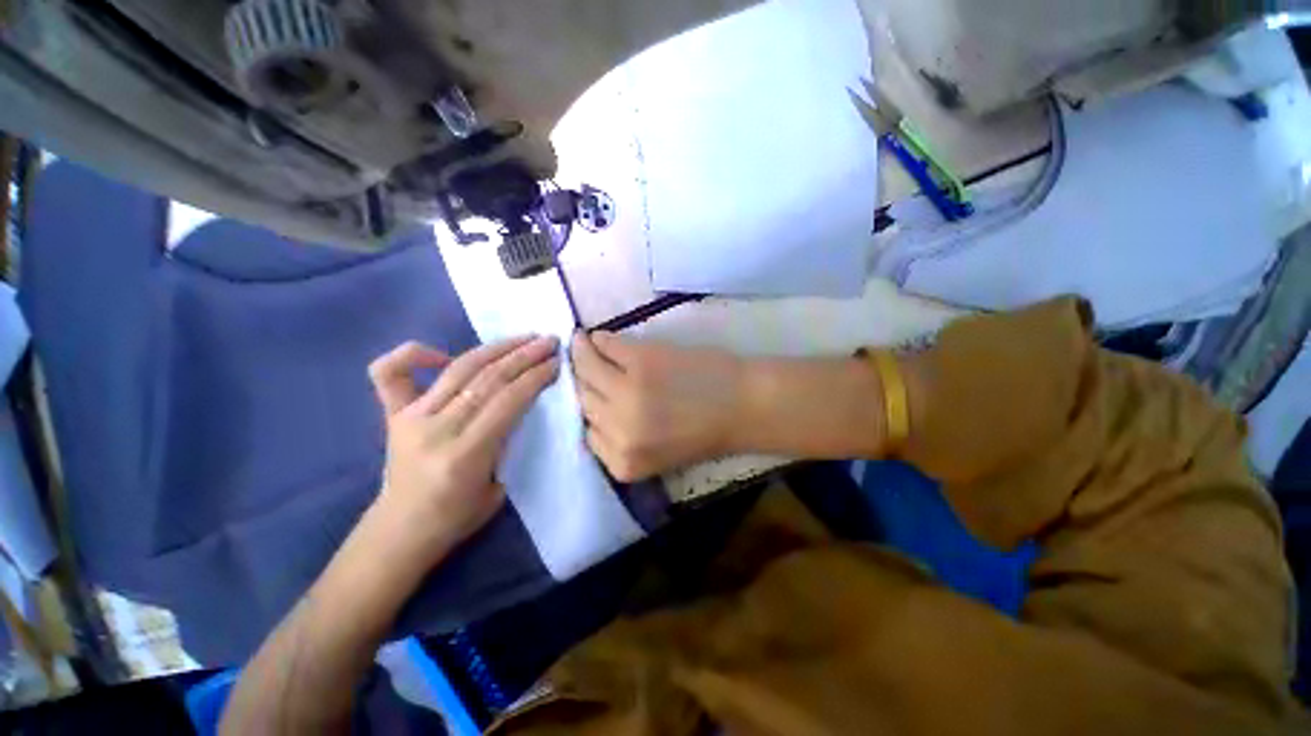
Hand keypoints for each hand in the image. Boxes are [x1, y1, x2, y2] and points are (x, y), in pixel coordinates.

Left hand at [368, 336, 560, 560]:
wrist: (399, 532)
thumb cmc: (456, 518)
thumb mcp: (498, 488)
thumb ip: (507, 442)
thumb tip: (518, 405)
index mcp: (465, 454)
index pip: (508, 400)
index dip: (535, 377)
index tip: (556, 361)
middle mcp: (436, 429)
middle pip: (487, 378)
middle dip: (524, 355)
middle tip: (548, 341)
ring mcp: (411, 417)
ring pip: (459, 368)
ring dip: (496, 348)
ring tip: (523, 337)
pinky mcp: (392, 414)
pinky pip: (392, 372)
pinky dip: (414, 353)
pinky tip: (441, 353)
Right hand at [572, 331, 745, 481]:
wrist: (744, 405)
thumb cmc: (706, 432)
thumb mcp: (657, 454)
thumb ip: (622, 439)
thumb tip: (592, 409)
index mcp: (625, 463)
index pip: (588, 434)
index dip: (590, 414)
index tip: (590, 397)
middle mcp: (620, 430)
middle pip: (584, 401)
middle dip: (583, 384)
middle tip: (581, 367)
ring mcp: (628, 391)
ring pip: (586, 370)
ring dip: (580, 354)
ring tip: (580, 343)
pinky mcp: (641, 360)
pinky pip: (606, 345)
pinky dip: (599, 340)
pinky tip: (597, 337)